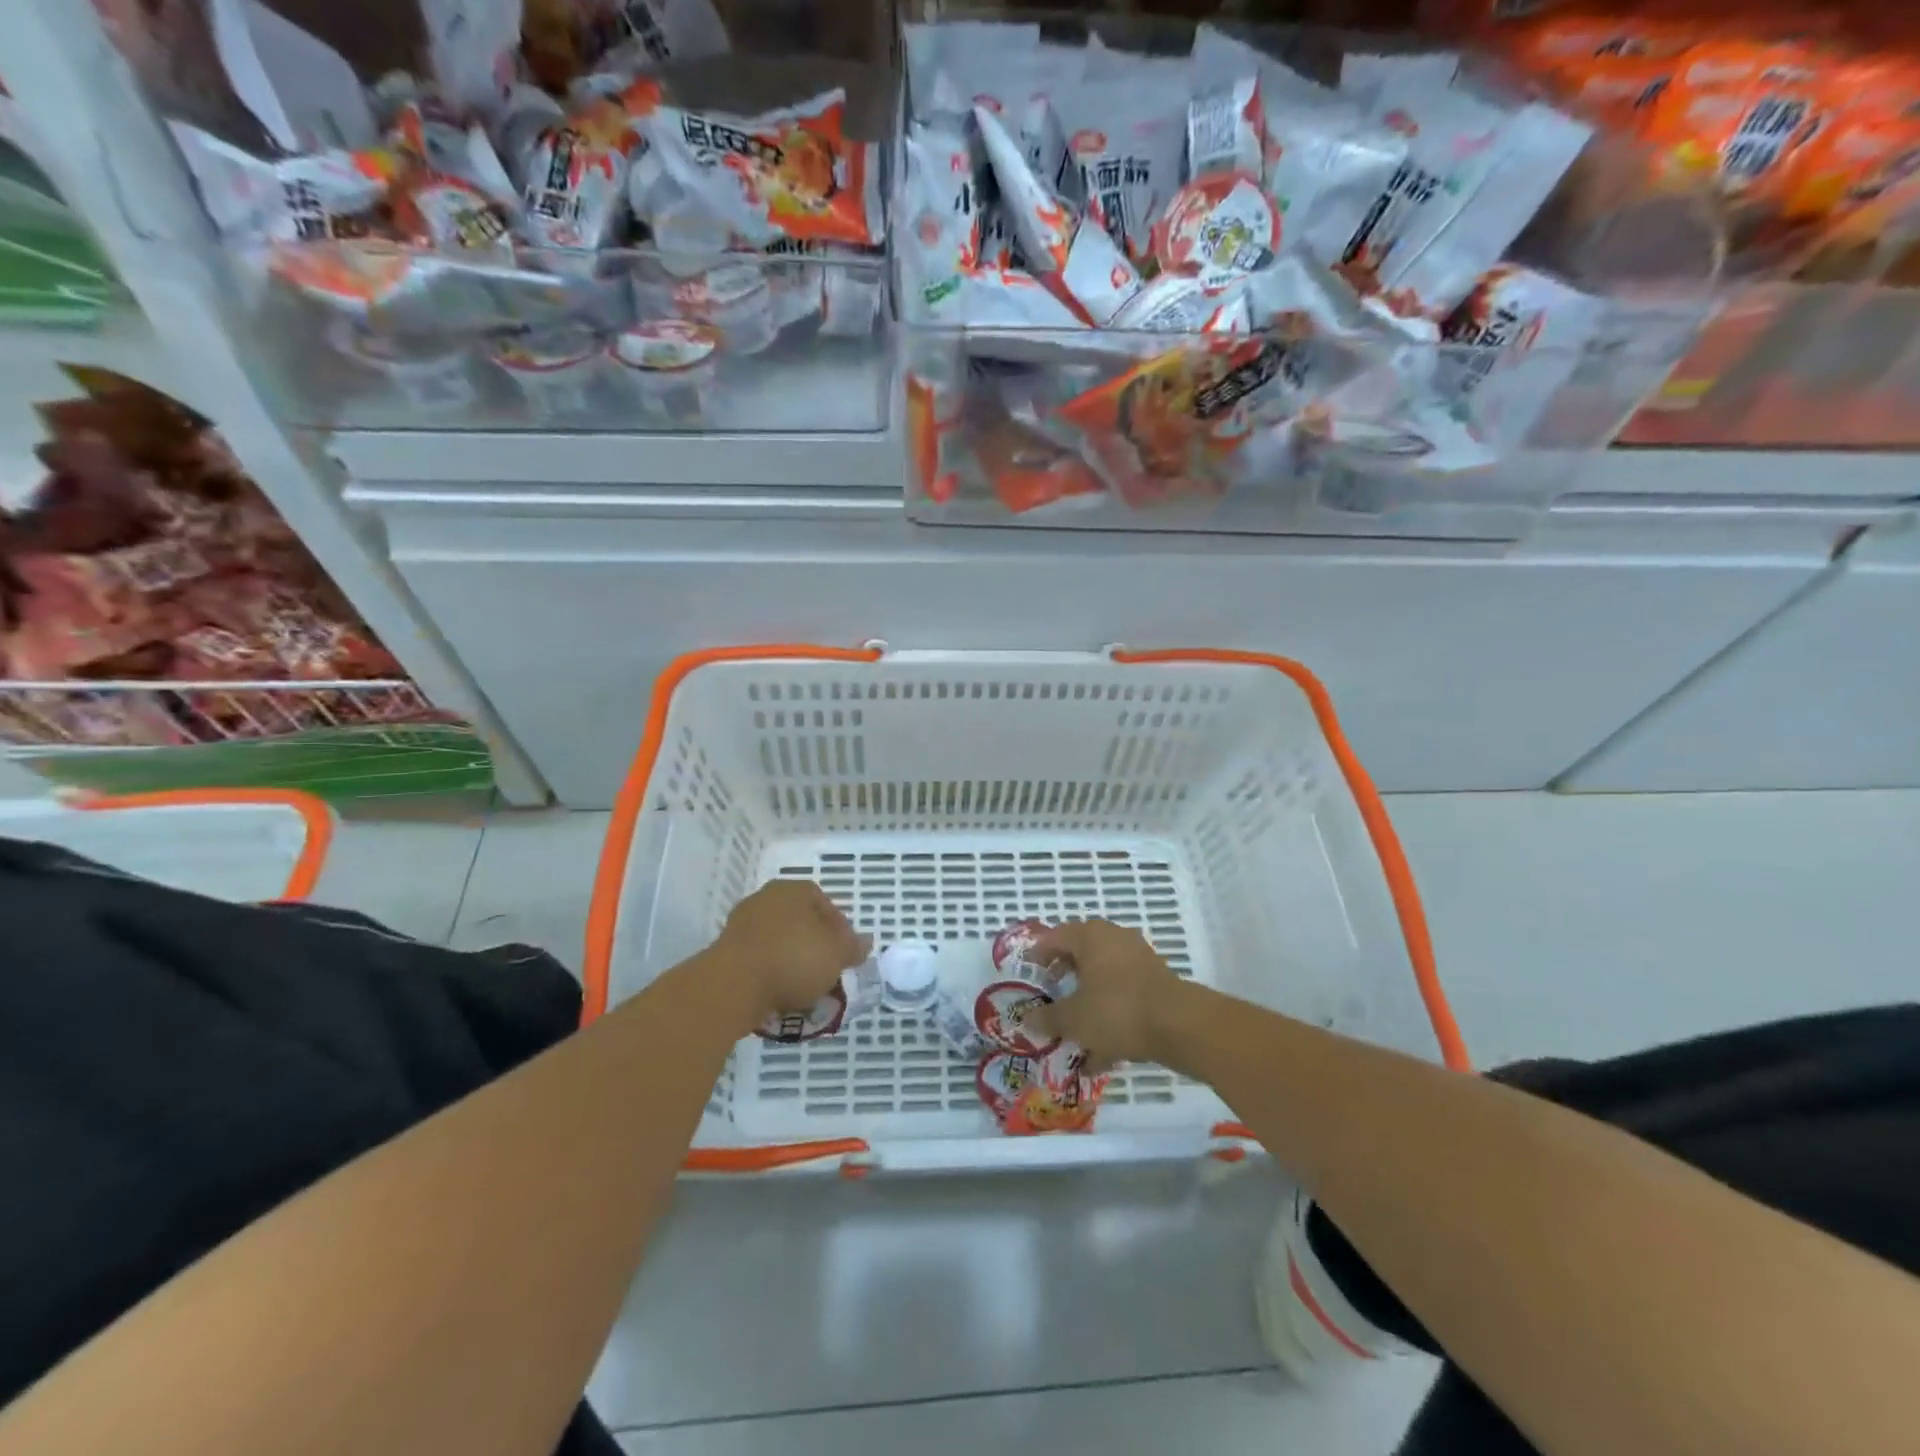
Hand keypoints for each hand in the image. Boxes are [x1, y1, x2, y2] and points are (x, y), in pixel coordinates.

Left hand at [713, 880, 867, 1026]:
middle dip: (814, 944)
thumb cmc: (794, 958)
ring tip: (803, 988)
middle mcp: (767, 898)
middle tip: (826, 970)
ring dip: (791, 959)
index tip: (845, 954)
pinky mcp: (725, 950)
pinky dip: (770, 972)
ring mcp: (742, 923)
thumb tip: (866, 941)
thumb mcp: (837, 954)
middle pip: (800, 921)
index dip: (840, 929)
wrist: (734, 984)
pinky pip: (758, 958)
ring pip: (778, 940)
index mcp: (795, 889)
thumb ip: (853, 947)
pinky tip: (779, 992)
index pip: (825, 903)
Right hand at [1028, 920, 1181, 1072]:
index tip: (1029, 972)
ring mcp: (1138, 959)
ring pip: (1103, 977)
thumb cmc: (1116, 1010)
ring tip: (1074, 1028)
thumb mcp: (1074, 1019)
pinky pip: (1123, 995)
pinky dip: (1110, 1015)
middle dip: (1064, 975)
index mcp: (1090, 936)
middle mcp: (1114, 939)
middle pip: (1081, 953)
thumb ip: (1048, 1018)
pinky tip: (1100, 1053)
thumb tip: (1027, 1020)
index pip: (1055, 936)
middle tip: (1051, 994)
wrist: (1179, 1025)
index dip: (1038, 954)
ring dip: (1088, 999)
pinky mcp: (1156, 982)